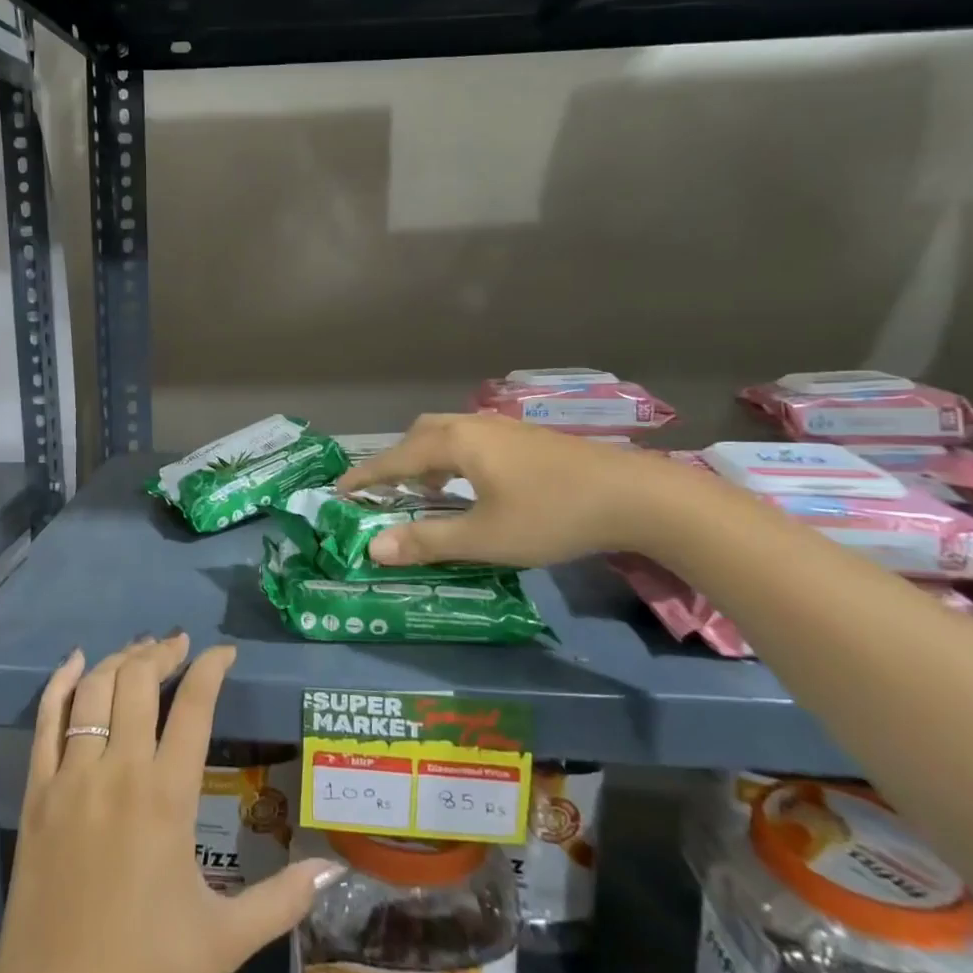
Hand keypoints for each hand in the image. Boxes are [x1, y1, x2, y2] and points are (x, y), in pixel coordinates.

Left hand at [0, 636, 342, 972]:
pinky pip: (46, 722)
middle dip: (163, 652)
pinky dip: (61, 684)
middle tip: (180, 645)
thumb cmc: (145, 971)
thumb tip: (332, 870)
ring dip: (120, 661)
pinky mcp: (37, 794)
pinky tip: (77, 663)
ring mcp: (72, 778)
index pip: (194, 706)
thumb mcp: (225, 941)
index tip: (224, 653)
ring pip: (95, 692)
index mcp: (167, 797)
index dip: (211, 668)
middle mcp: (119, 771)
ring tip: (141, 650)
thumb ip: (281, 901)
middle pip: (139, 681)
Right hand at [337, 413, 679, 567]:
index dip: (366, 475)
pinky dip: (453, 460)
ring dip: (427, 459)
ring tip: (426, 492)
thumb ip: (427, 540)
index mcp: (456, 443)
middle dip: (397, 461)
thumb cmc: (550, 515)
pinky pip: (472, 441)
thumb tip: (374, 547)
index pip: (396, 458)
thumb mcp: (484, 537)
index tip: (339, 490)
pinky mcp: (527, 439)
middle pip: (420, 434)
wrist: (633, 495)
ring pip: (449, 435)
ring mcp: (504, 428)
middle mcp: (474, 426)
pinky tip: (472, 487)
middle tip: (386, 491)